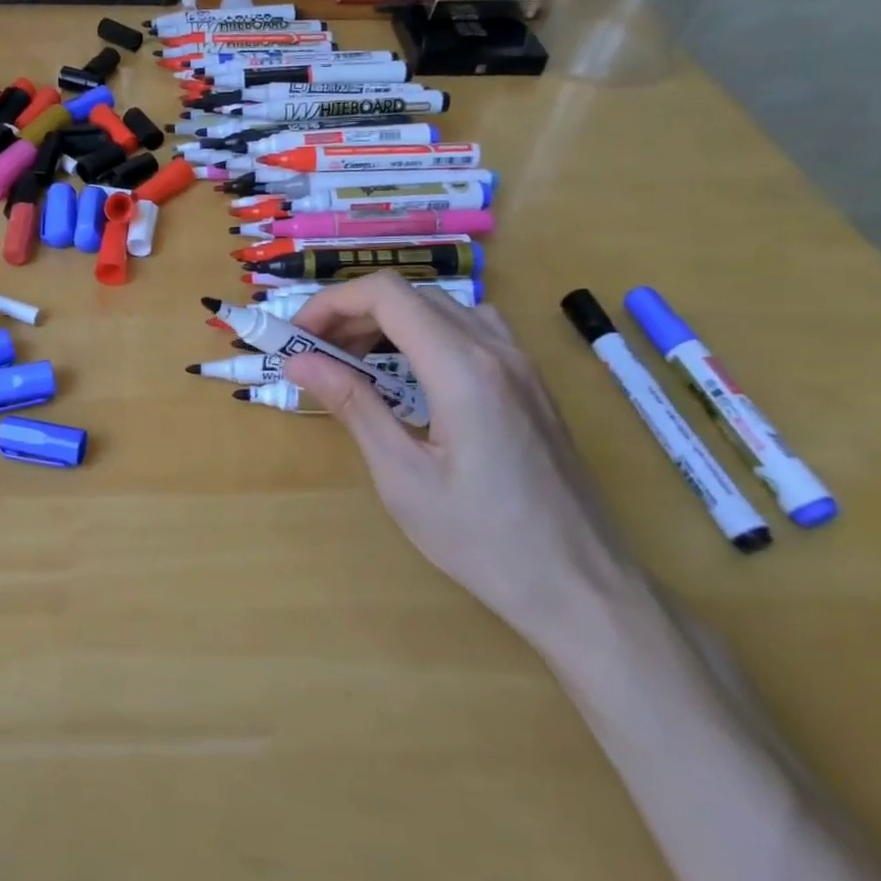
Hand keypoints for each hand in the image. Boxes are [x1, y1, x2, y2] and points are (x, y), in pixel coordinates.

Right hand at [283, 276, 641, 648]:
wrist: (582, 586)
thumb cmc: (484, 540)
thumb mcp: (403, 476)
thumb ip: (353, 406)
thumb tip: (299, 360)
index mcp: (462, 369)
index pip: (387, 295)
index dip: (332, 303)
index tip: (298, 336)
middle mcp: (496, 350)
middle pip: (412, 295)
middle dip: (354, 313)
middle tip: (316, 354)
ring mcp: (521, 363)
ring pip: (443, 307)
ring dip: (390, 320)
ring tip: (356, 360)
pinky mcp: (531, 382)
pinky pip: (472, 328)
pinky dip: (427, 332)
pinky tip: (414, 373)